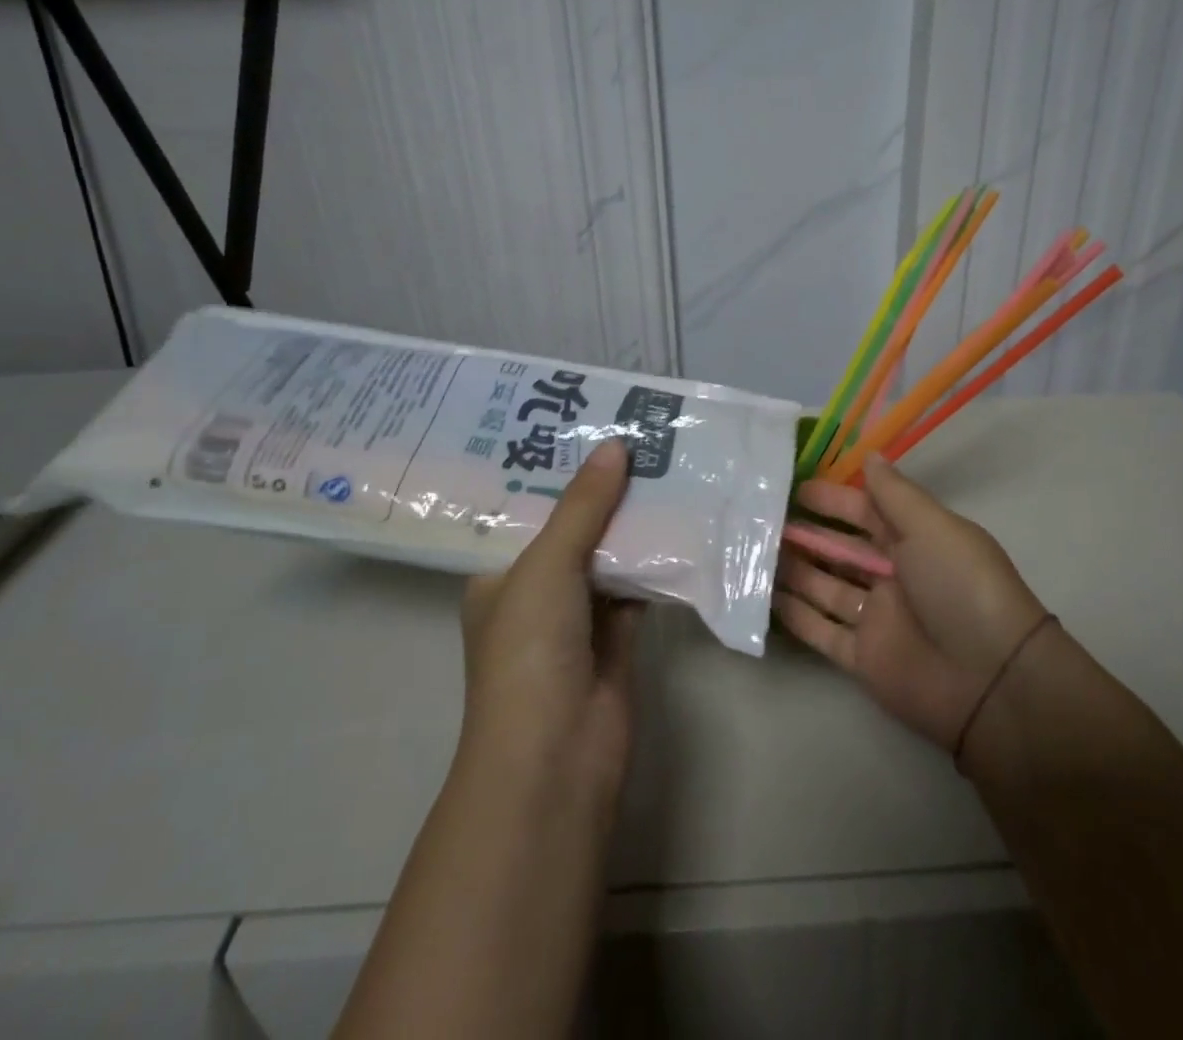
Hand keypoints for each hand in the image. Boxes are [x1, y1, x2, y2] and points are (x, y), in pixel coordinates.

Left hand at [457, 438, 640, 811]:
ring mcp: (578, 615)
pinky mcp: (618, 635)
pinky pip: (639, 584)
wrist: (557, 756)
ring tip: (666, 464)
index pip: (526, 510)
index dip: (554, 470)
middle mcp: (536, 590)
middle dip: (603, 489)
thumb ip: (582, 506)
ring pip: (609, 554)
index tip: (587, 426)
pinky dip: (658, 558)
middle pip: (574, 527)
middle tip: (638, 436)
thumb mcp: (546, 565)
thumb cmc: (530, 651)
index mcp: (499, 573)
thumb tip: (615, 445)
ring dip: (635, 521)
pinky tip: (684, 519)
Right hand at [776, 453, 1048, 752]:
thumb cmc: (961, 588)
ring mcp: (877, 618)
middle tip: (761, 519)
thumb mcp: (932, 528)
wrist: (990, 682)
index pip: (865, 512)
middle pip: (841, 550)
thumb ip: (894, 494)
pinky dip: (795, 615)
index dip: (832, 500)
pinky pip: (821, 631)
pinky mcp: (862, 658)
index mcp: (915, 541)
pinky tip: (762, 597)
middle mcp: (894, 577)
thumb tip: (869, 455)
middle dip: (806, 534)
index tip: (793, 486)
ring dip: (794, 570)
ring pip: (825, 587)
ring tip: (752, 551)